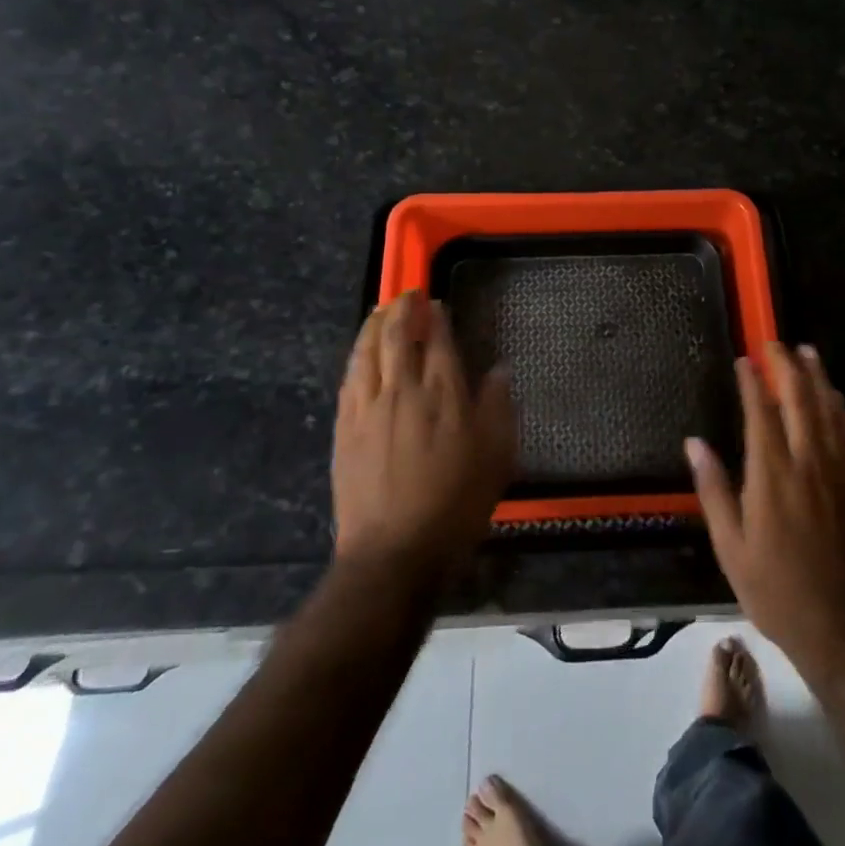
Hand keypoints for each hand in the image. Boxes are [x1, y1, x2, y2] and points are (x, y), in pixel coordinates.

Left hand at [333, 290, 515, 578]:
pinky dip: (356, 355)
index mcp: (443, 394)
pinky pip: (349, 379)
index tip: (437, 304)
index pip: (438, 340)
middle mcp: (403, 390)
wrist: (394, 550)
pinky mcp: (345, 428)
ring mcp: (369, 407)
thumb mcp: (496, 458)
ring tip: (381, 310)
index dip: (437, 317)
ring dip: (374, 324)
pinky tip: (360, 352)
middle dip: (402, 309)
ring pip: (367, 351)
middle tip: (408, 295)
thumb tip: (499, 370)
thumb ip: (497, 408)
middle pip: (397, 335)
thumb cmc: (455, 505)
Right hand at [687, 342, 844, 668]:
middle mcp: (807, 464)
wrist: (838, 625)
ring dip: (817, 377)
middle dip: (787, 366)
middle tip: (775, 342)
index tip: (744, 359)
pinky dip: (839, 406)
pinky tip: (834, 395)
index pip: (761, 413)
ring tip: (807, 351)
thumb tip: (694, 443)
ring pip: (828, 410)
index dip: (752, 382)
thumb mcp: (730, 546)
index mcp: (771, 477)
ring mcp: (836, 472)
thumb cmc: (773, 588)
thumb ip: (713, 489)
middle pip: (800, 400)